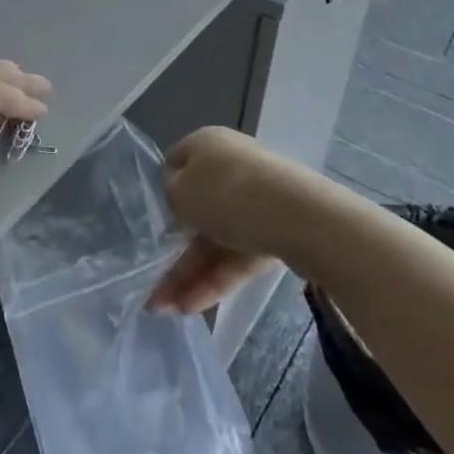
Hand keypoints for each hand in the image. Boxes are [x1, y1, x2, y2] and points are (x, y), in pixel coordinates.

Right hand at [148, 126, 306, 313]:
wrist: (301, 218)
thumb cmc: (227, 194)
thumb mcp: (180, 192)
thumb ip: (171, 196)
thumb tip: (181, 201)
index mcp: (207, 143)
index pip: (176, 162)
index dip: (163, 190)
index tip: (153, 220)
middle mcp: (231, 167)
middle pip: (197, 209)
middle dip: (173, 248)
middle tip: (151, 282)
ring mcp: (257, 201)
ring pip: (216, 239)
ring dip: (189, 273)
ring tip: (163, 309)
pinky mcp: (277, 233)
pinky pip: (238, 256)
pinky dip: (216, 279)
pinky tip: (191, 307)